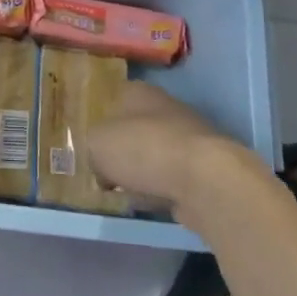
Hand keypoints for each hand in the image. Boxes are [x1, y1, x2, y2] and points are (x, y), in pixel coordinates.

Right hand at [88, 81, 261, 213]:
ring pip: (156, 155)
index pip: (114, 99)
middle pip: (136, 128)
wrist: (203, 180)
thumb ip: (92, 148)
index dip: (102, 121)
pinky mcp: (204, 169)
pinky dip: (163, 190)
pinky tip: (153, 203)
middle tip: (107, 173)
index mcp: (138, 91)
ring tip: (128, 193)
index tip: (93, 145)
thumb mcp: (97, 143)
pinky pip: (173, 179)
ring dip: (144, 173)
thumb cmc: (143, 150)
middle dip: (124, 151)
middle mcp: (165, 107)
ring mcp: (189, 138)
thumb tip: (102, 165)